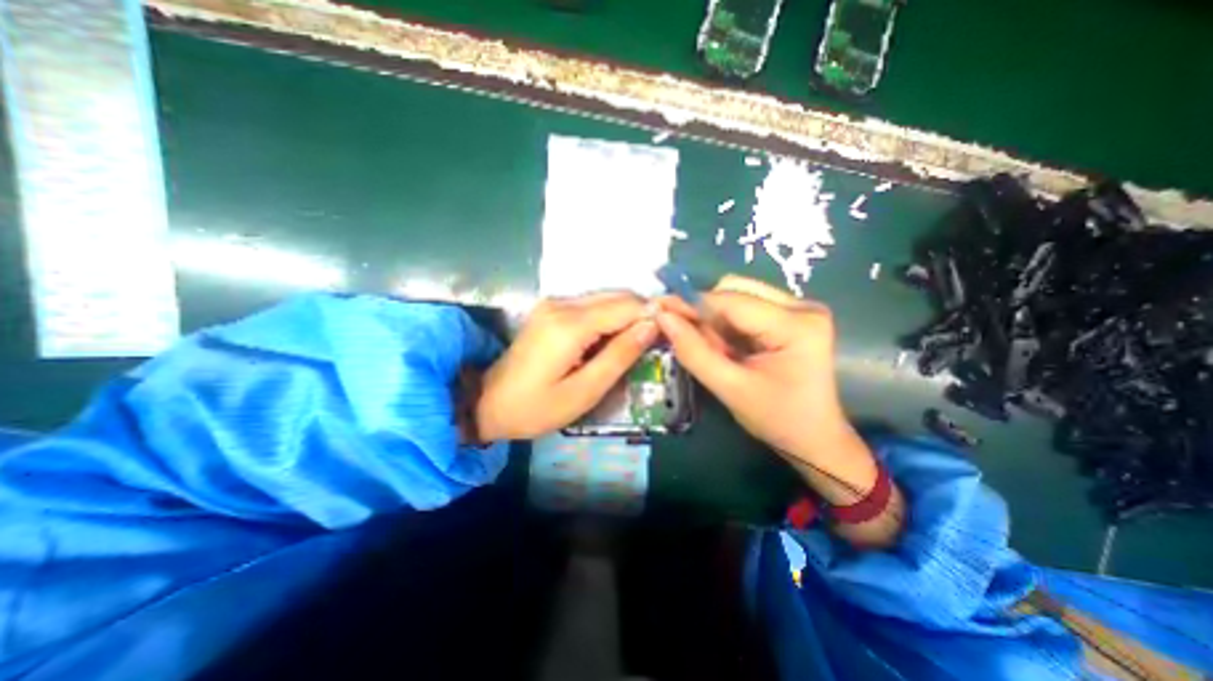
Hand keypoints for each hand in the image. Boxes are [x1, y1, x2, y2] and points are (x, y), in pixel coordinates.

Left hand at [480, 293, 658, 442]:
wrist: (487, 403)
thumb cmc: (536, 408)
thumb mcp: (584, 391)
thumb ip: (619, 355)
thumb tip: (651, 326)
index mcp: (570, 325)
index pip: (626, 306)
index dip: (656, 313)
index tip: (678, 327)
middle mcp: (562, 304)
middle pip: (618, 296)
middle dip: (645, 311)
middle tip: (665, 335)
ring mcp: (554, 303)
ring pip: (606, 298)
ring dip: (629, 314)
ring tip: (646, 338)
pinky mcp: (551, 309)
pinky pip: (592, 305)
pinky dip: (611, 317)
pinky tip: (618, 336)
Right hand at [659, 273, 845, 461]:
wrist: (814, 438)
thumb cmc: (776, 419)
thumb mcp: (730, 389)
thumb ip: (694, 352)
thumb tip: (663, 317)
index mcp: (796, 325)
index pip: (731, 301)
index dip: (690, 304)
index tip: (660, 312)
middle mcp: (803, 306)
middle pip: (736, 290)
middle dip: (704, 311)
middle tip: (685, 335)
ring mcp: (800, 308)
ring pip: (738, 295)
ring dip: (714, 317)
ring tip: (710, 347)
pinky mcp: (793, 315)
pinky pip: (747, 307)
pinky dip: (726, 323)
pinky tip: (724, 345)